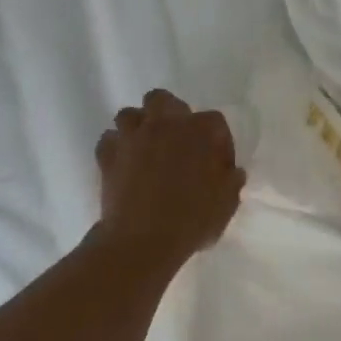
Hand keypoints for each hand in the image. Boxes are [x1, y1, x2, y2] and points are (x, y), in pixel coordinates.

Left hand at [95, 89, 245, 269]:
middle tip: (177, 141)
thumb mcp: (227, 203)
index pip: (214, 122)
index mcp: (200, 131)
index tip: (218, 165)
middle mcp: (165, 124)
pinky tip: (123, 164)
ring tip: (145, 149)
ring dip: (138, 127)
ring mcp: (132, 137)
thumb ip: (231, 181)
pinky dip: (115, 148)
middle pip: (163, 100)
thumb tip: (232, 172)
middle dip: (170, 114)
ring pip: (129, 114)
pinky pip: (108, 140)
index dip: (218, 142)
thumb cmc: (192, 219)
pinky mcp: (107, 155)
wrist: (143, 240)